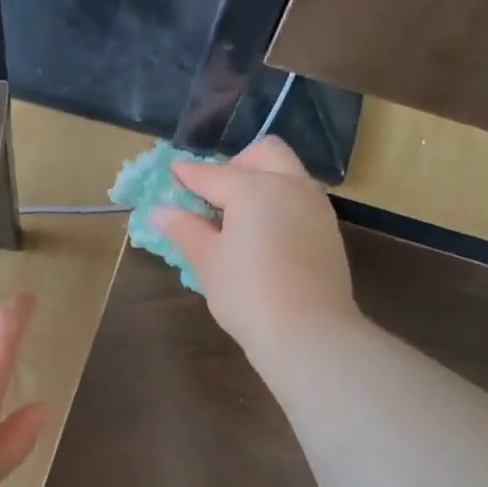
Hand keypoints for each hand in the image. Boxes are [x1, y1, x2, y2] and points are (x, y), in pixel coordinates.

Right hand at [150, 137, 358, 366]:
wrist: (309, 333)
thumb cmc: (248, 296)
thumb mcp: (208, 262)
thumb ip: (184, 230)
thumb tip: (159, 212)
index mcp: (255, 189)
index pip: (213, 174)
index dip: (188, 175)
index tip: (171, 174)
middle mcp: (290, 185)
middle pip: (263, 153)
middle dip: (235, 164)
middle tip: (213, 195)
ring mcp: (315, 206)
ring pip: (287, 173)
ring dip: (261, 181)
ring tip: (236, 216)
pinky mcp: (328, 230)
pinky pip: (300, 199)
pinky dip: (278, 202)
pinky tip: (263, 234)